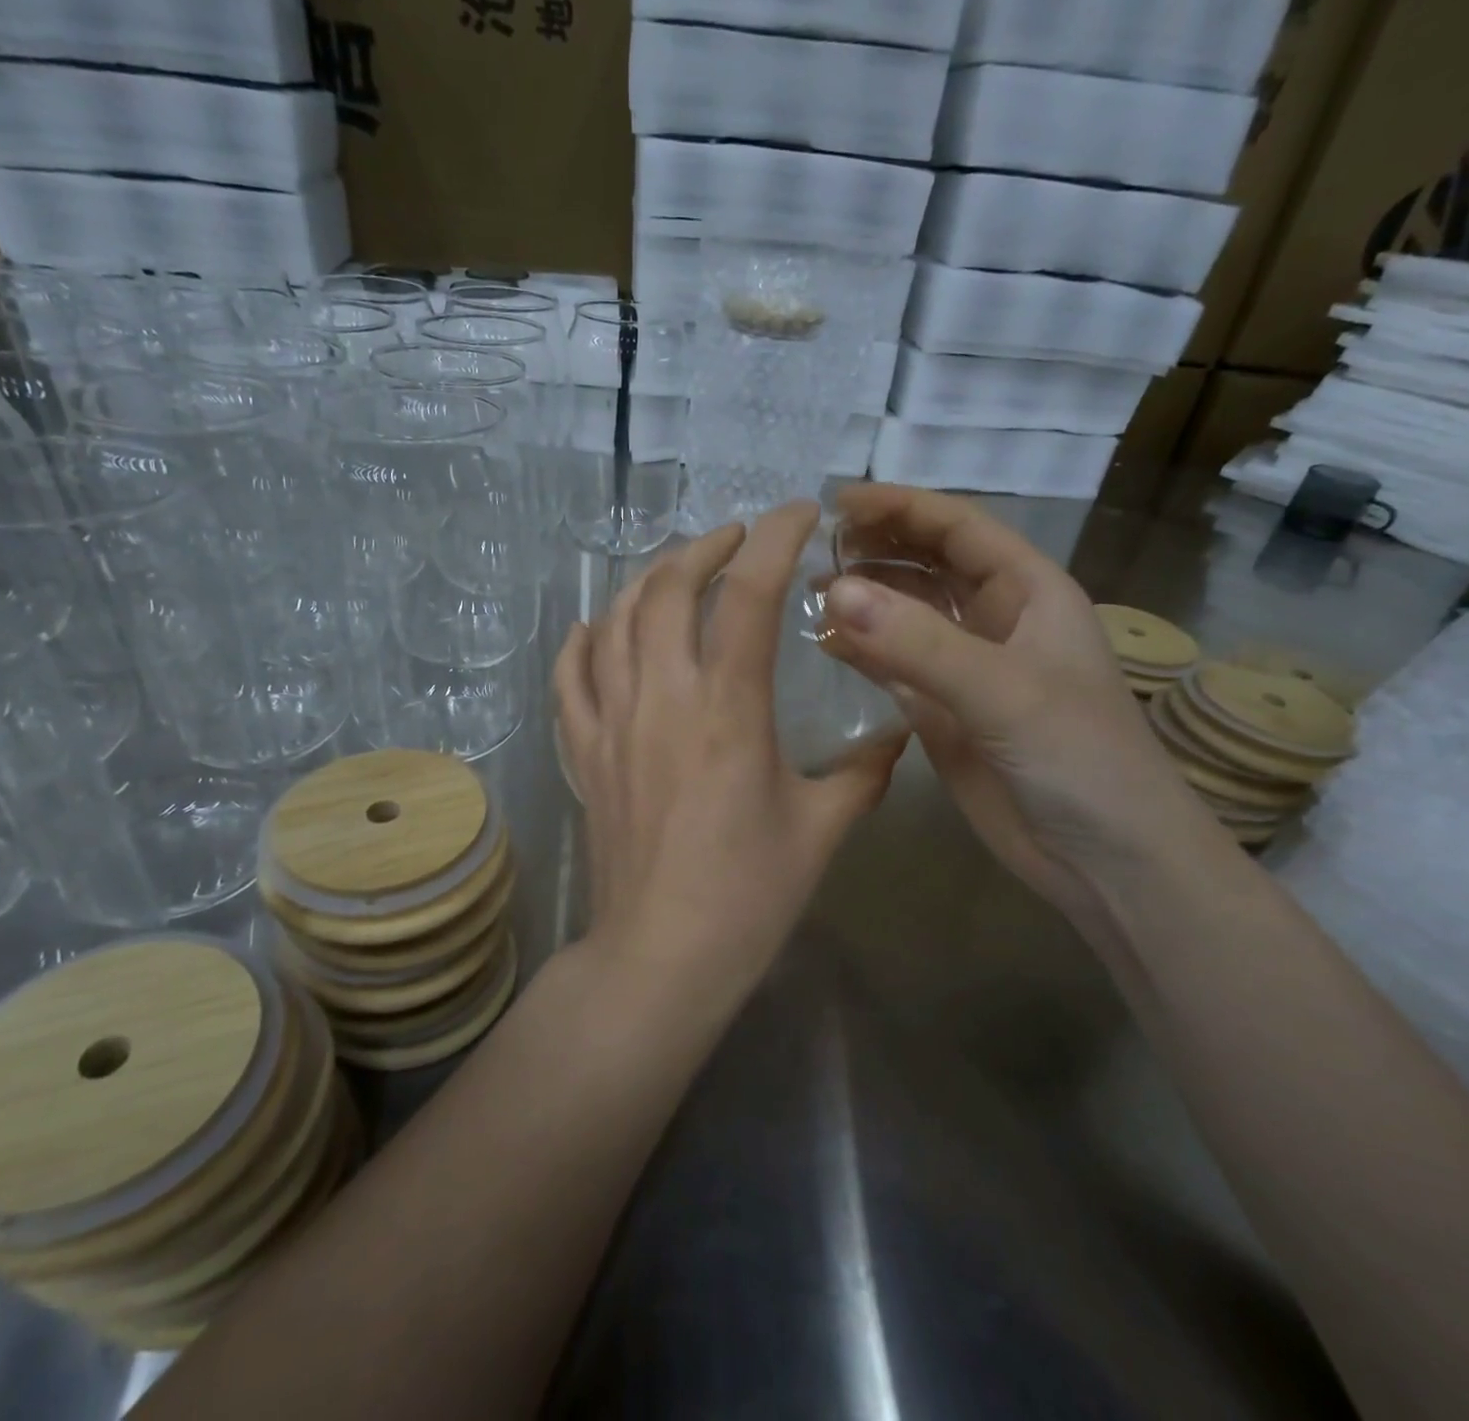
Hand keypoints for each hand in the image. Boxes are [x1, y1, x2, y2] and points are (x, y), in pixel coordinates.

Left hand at [554, 502, 904, 1003]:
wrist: (662, 954)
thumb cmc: (749, 894)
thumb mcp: (822, 828)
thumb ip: (865, 772)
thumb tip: (899, 738)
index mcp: (730, 710)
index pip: (749, 594)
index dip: (775, 538)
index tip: (797, 513)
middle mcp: (663, 699)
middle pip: (668, 587)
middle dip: (705, 547)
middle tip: (736, 540)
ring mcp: (611, 722)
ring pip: (615, 620)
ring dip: (647, 580)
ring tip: (678, 572)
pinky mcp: (583, 753)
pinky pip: (570, 676)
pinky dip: (584, 639)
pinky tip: (599, 628)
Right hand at [820, 484, 1220, 931]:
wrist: (1106, 860)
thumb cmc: (1079, 760)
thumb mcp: (1003, 692)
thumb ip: (918, 643)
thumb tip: (835, 592)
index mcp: (1028, 593)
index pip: (959, 528)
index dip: (901, 507)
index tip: (837, 502)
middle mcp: (995, 621)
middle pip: (928, 564)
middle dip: (878, 548)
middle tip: (816, 548)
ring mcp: (966, 670)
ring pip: (906, 615)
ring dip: (865, 599)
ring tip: (810, 590)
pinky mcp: (943, 714)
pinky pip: (893, 668)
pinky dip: (860, 652)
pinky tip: (824, 643)